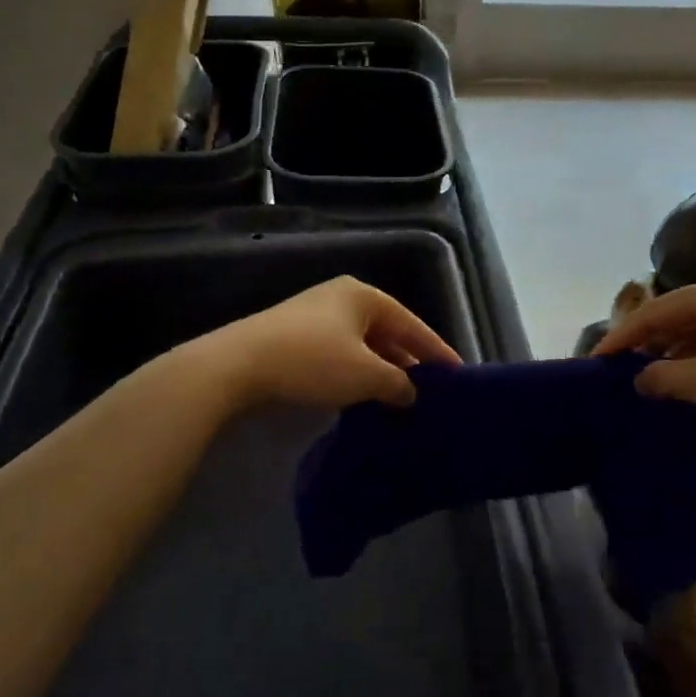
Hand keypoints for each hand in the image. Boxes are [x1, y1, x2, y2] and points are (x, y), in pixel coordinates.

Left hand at [201, 276, 459, 411]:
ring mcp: (315, 316)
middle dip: (408, 363)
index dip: (437, 351)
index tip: (458, 374)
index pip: (412, 324)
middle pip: (387, 332)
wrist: (236, 365)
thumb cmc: (312, 360)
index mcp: (364, 296)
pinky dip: (356, 374)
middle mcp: (342, 298)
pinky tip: (363, 397)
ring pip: (362, 346)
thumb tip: (411, 393)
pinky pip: (340, 354)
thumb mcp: (365, 375)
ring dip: (381, 372)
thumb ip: (397, 383)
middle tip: (430, 392)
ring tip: (401, 400)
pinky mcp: (294, 337)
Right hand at [593, 276, 695, 457]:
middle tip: (613, 370)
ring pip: (694, 333)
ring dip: (668, 356)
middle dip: (643, 344)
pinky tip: (679, 384)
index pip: (653, 311)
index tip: (593, 361)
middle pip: (673, 317)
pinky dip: (692, 363)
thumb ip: (663, 378)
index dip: (621, 338)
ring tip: (639, 380)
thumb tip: (637, 380)